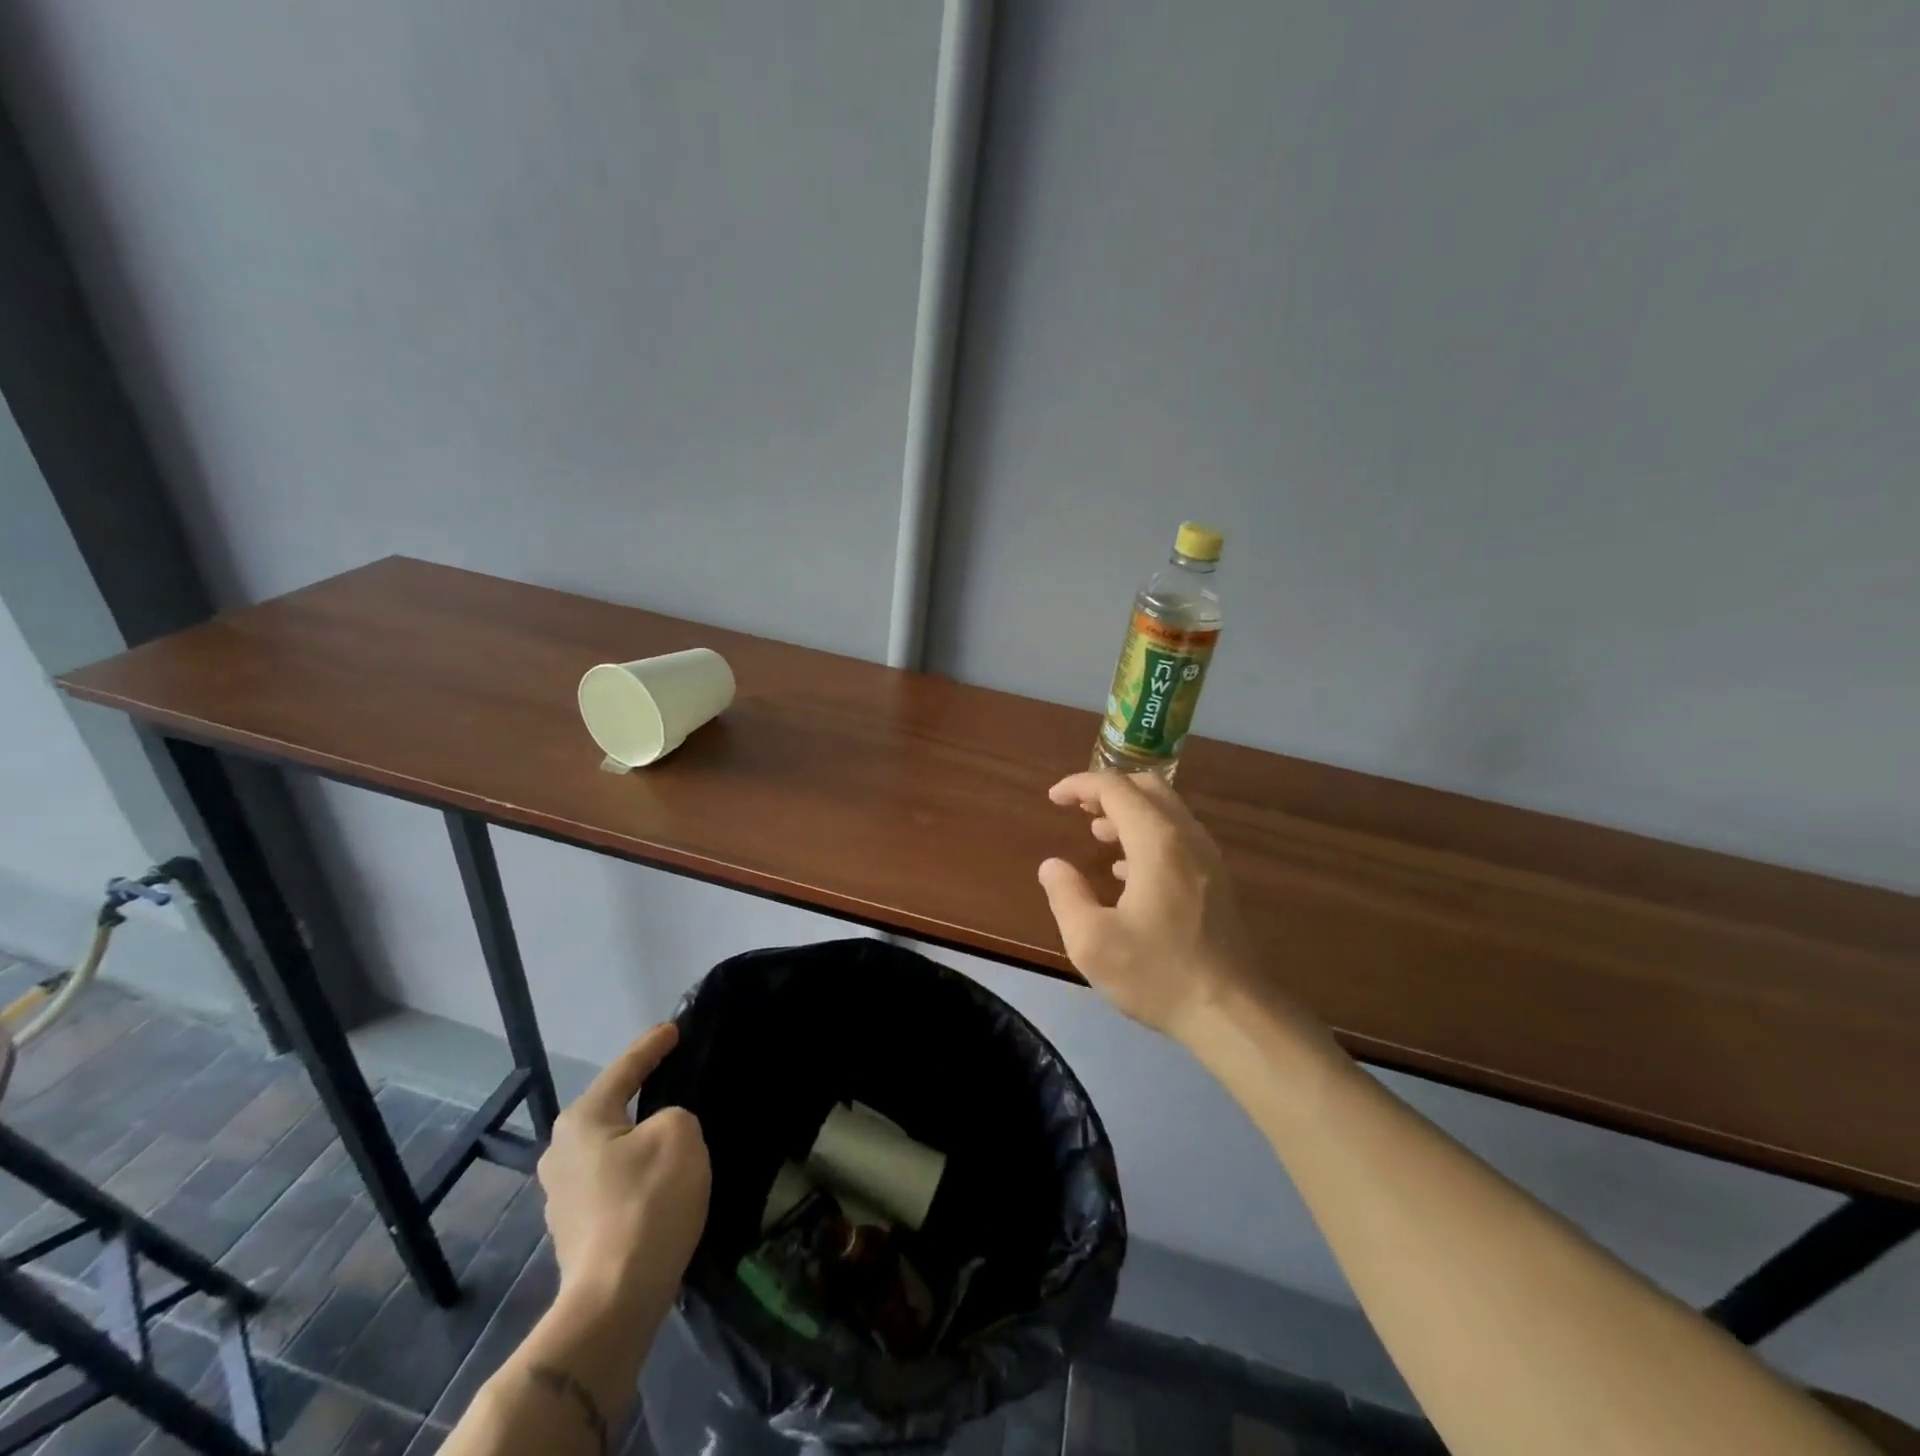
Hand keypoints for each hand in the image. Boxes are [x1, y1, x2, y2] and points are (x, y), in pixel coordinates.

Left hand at [538, 1023, 709, 1307]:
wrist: (614, 1301)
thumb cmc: (647, 1202)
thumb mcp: (680, 1134)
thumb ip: (673, 1116)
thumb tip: (658, 1133)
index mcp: (582, 1121)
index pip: (625, 1069)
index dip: (652, 1046)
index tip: (673, 1029)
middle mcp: (560, 1153)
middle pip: (611, 1108)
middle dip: (640, 1092)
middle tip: (673, 1076)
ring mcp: (561, 1197)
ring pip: (611, 1147)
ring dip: (638, 1138)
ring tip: (670, 1131)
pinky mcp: (574, 1231)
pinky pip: (612, 1180)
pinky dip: (635, 1171)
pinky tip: (657, 1180)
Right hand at [1038, 771, 1255, 1041]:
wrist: (1232, 1012)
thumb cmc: (1157, 974)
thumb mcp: (1091, 941)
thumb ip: (1065, 895)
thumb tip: (1052, 865)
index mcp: (1156, 842)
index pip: (1115, 788)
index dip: (1080, 786)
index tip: (1053, 799)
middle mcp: (1186, 838)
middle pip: (1147, 787)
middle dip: (1108, 790)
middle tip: (1078, 809)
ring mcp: (1206, 858)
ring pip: (1166, 810)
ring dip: (1129, 812)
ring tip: (1097, 834)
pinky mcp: (1215, 880)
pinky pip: (1178, 836)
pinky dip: (1147, 834)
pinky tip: (1127, 870)